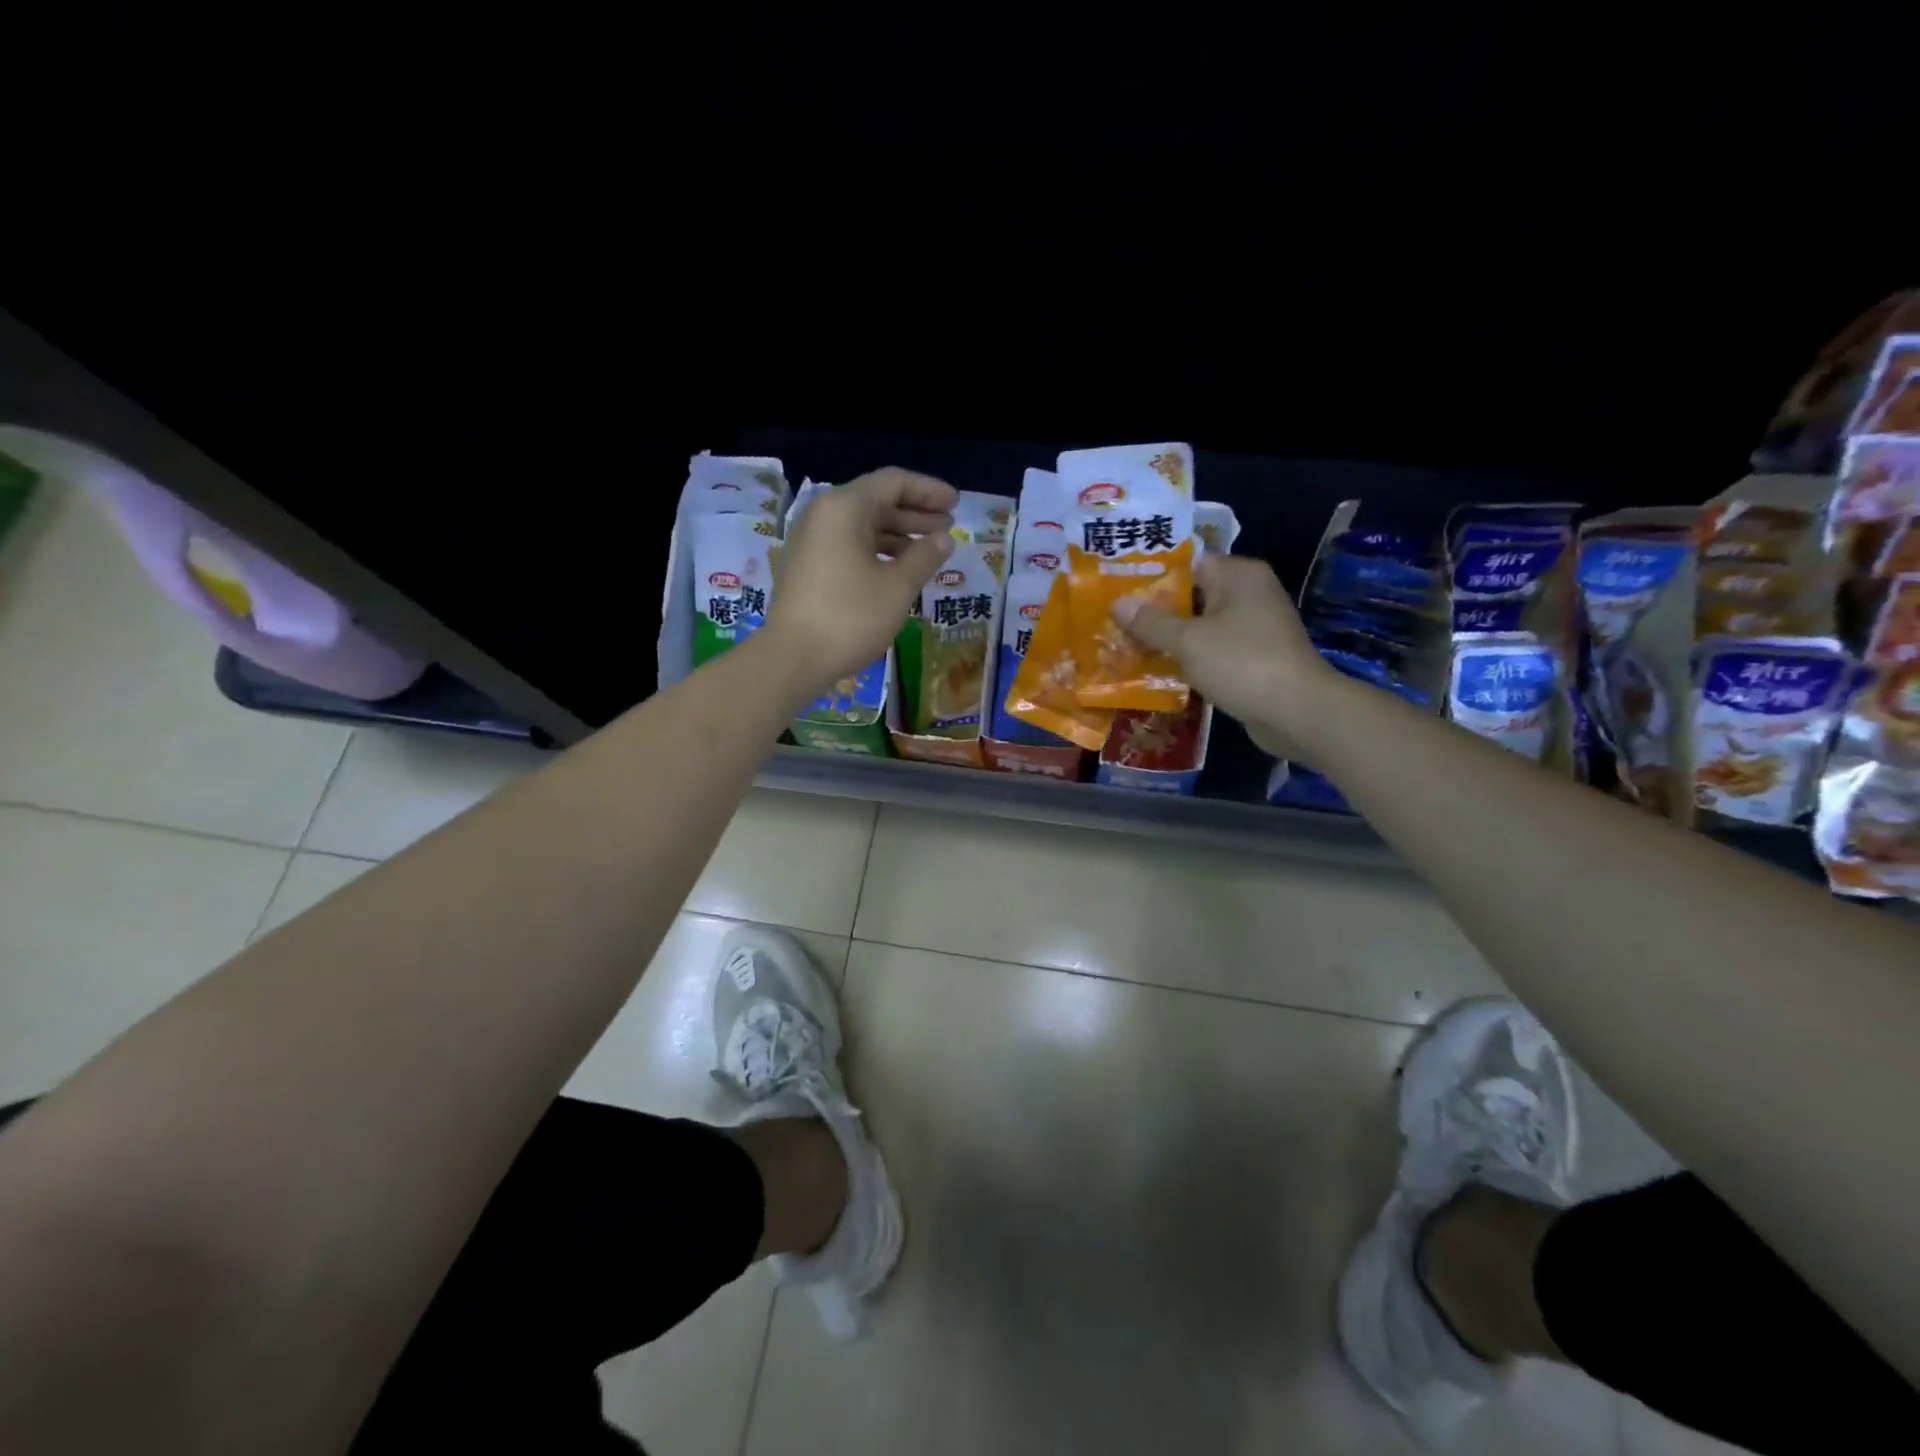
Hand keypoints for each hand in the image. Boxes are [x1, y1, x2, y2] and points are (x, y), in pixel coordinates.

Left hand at [762, 467, 957, 690]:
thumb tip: (944, 538)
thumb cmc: (850, 617)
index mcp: (845, 508)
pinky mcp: (807, 566)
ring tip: (930, 551)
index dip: (929, 491)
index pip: (893, 482)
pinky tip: (899, 569)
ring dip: (899, 534)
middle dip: (916, 513)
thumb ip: (925, 556)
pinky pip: (849, 545)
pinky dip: (877, 551)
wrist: (792, 658)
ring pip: (863, 526)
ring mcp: (811, 541)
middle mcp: (824, 515)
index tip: (957, 503)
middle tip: (949, 527)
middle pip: (876, 501)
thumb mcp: (897, 587)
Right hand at [1113, 554, 1338, 757]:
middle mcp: (1250, 593)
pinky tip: (1159, 670)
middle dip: (1157, 612)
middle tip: (1116, 622)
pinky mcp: (1255, 657)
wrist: (1297, 712)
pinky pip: (1213, 650)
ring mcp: (1255, 627)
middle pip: (1193, 596)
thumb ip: (1151, 622)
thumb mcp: (1188, 641)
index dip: (1153, 578)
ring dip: (1171, 639)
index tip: (1120, 592)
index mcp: (1239, 575)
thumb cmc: (1241, 663)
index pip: (1188, 564)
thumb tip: (1118, 603)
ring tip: (1128, 647)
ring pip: (1202, 626)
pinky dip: (1190, 658)